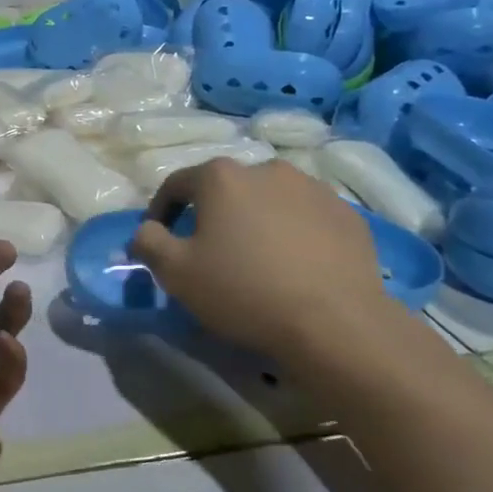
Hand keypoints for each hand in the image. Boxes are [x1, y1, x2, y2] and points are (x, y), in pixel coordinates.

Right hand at [129, 158, 393, 350]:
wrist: (335, 322)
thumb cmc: (243, 290)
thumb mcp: (175, 272)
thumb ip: (148, 242)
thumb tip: (146, 230)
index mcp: (221, 177)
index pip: (176, 185)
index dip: (161, 211)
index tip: (160, 240)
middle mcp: (267, 169)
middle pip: (226, 189)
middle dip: (211, 215)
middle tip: (209, 252)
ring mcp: (313, 188)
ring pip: (268, 200)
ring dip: (255, 221)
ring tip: (255, 259)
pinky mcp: (347, 214)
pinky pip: (306, 217)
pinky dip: (292, 234)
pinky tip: (294, 266)